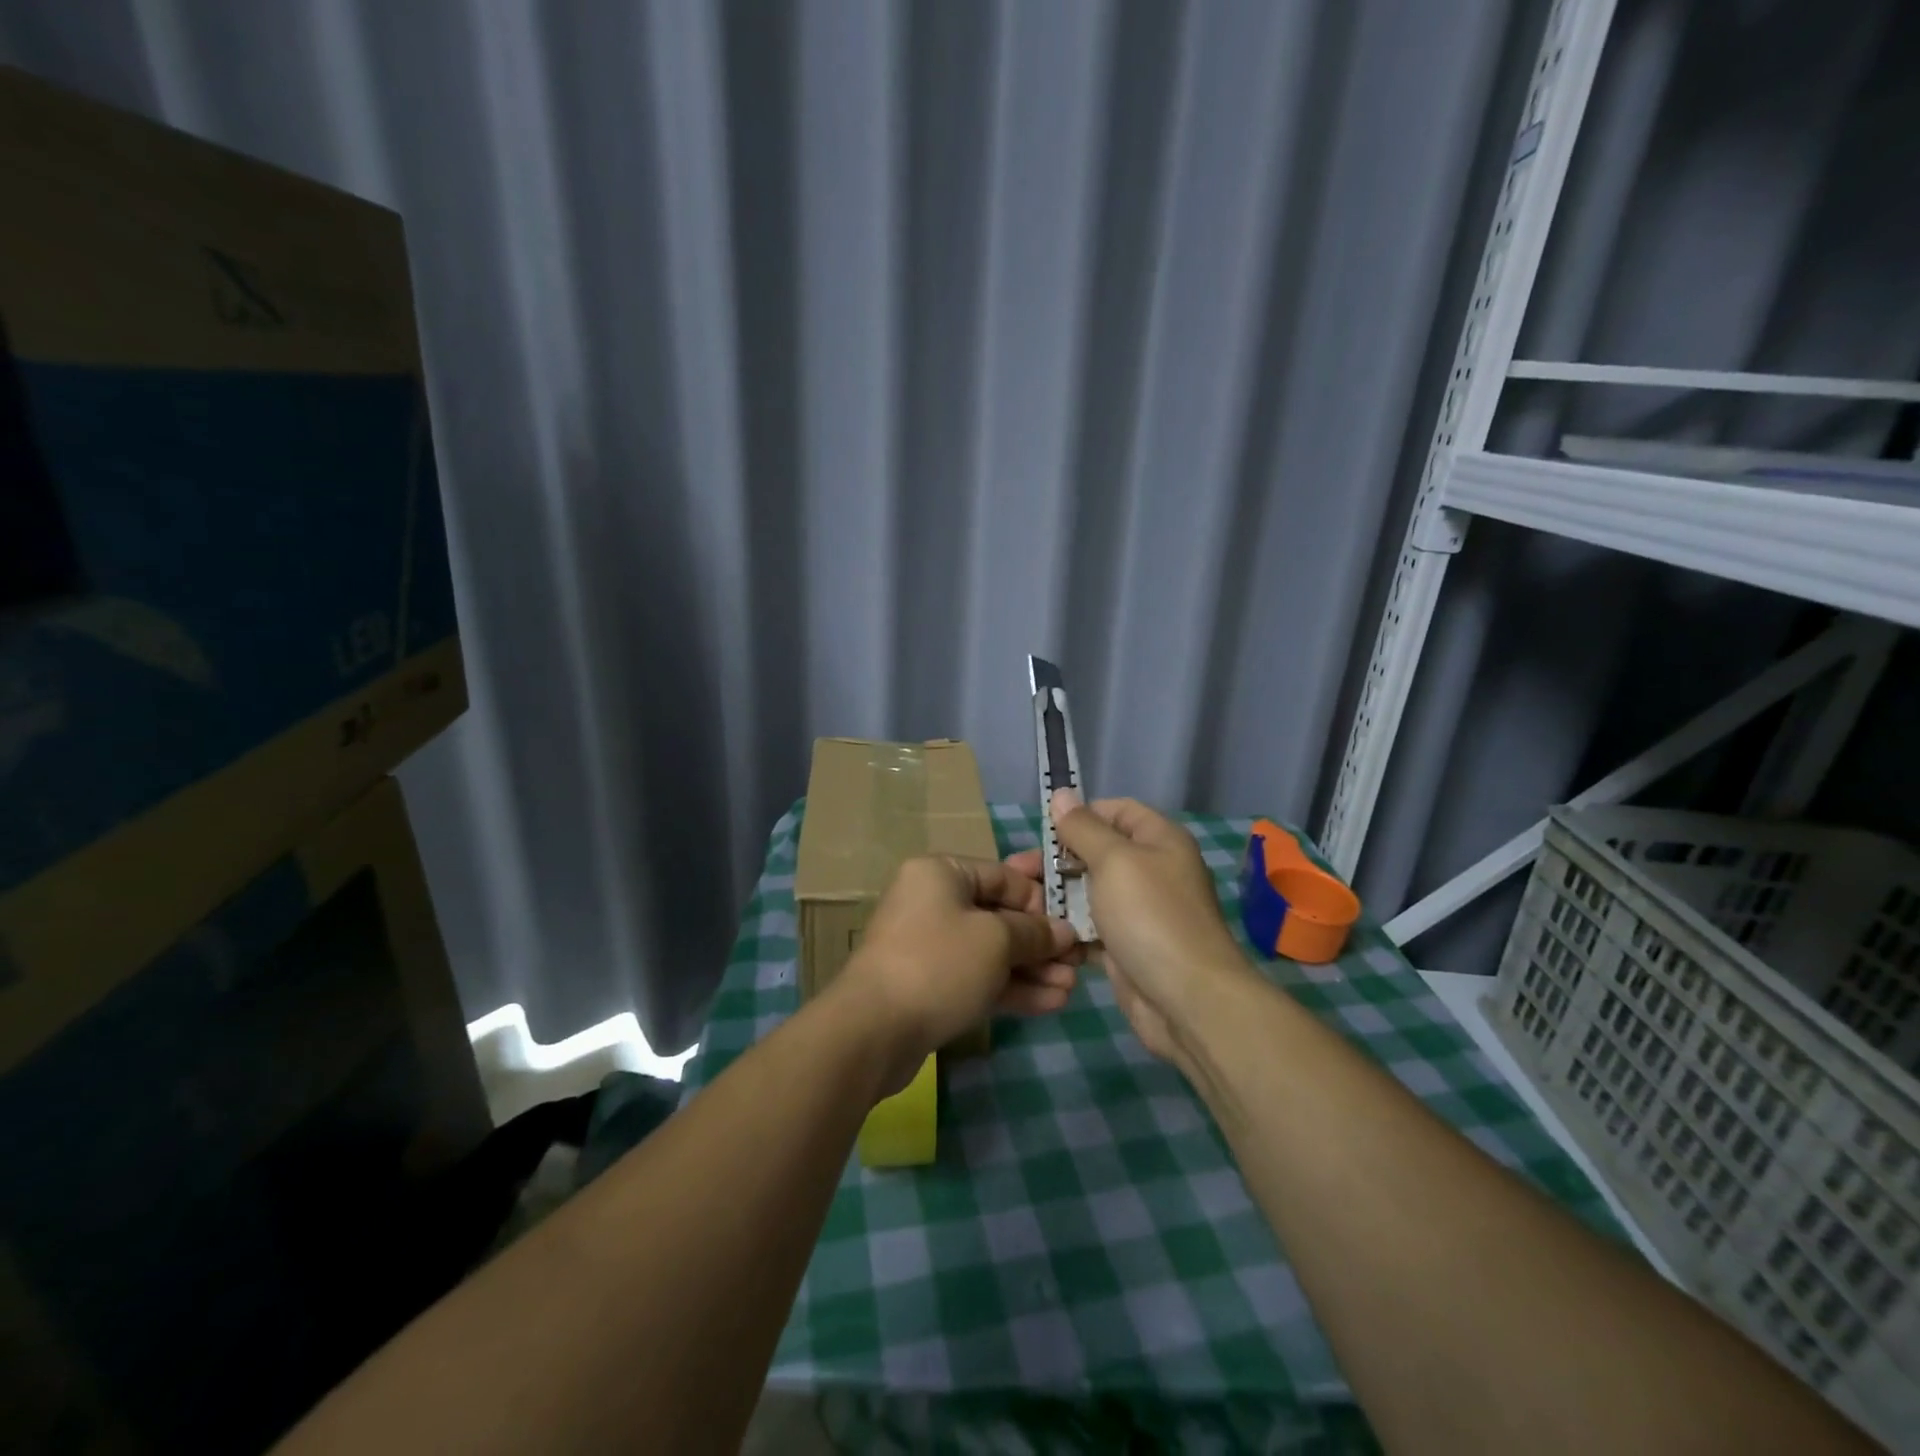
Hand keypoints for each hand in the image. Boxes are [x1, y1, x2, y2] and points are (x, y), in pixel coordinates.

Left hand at [834, 855, 1079, 1093]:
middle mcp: (933, 902)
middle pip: (999, 915)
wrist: (873, 1030)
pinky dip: (1011, 988)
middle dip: (1041, 941)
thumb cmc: (939, 963)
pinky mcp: (930, 986)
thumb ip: (1034, 932)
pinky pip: (978, 978)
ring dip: (1032, 969)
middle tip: (1080, 962)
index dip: (1041, 899)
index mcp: (942, 873)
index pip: (1003, 876)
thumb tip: (1063, 932)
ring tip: (1072, 988)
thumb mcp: (996, 940)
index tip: (1073, 923)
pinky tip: (1051, 1003)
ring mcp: (929, 946)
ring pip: (991, 951)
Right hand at [1044, 790, 1252, 1069]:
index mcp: (1158, 840)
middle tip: (1018, 872)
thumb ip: (1084, 828)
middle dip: (1058, 861)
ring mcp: (1139, 912)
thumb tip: (1062, 794)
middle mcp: (1151, 870)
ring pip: (1088, 893)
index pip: (1115, 810)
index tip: (1044, 833)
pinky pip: (1090, 929)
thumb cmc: (1150, 916)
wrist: (1186, 1000)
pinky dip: (1068, 931)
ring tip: (1020, 906)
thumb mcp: (1114, 861)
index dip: (1080, 815)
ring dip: (1057, 898)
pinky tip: (1039, 935)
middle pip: (1096, 852)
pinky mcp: (1125, 947)